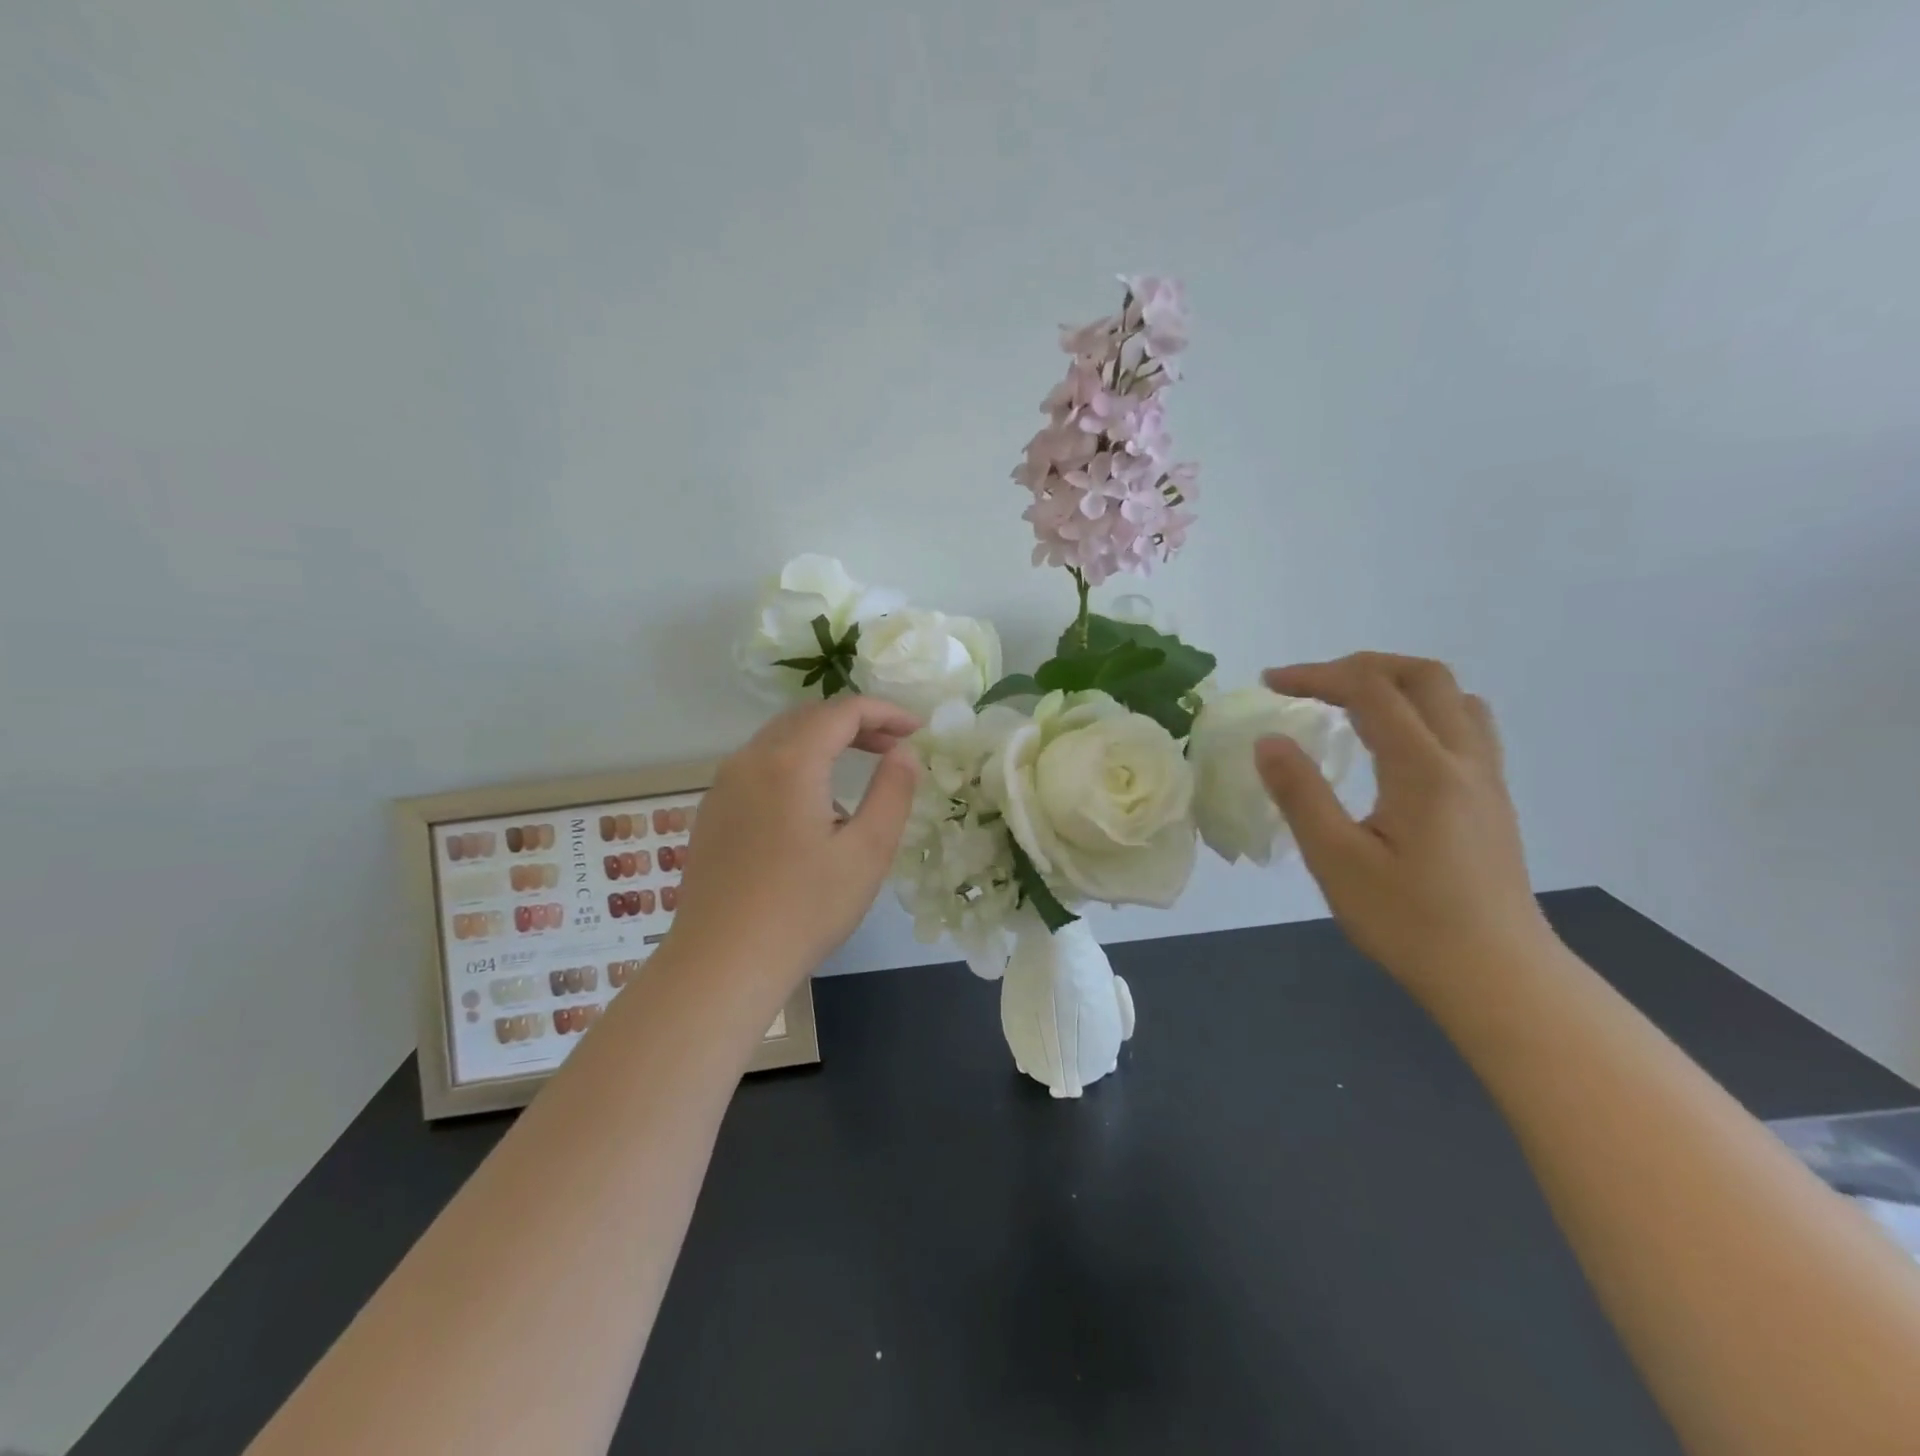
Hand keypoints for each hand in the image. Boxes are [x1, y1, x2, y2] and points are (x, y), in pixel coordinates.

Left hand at [671, 695, 920, 991]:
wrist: (721, 963)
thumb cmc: (803, 909)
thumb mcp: (867, 852)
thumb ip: (892, 792)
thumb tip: (904, 752)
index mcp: (789, 762)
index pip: (842, 711)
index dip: (885, 712)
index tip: (918, 730)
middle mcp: (749, 760)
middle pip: (808, 717)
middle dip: (855, 723)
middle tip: (893, 746)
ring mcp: (723, 786)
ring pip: (779, 740)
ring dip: (823, 742)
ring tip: (859, 769)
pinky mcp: (712, 813)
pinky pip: (759, 767)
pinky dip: (795, 764)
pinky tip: (813, 806)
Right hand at [1255, 653, 1553, 991]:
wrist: (1497, 977)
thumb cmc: (1408, 922)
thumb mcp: (1336, 861)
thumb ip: (1301, 794)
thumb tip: (1269, 740)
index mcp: (1423, 769)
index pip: (1370, 690)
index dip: (1317, 675)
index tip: (1271, 683)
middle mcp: (1463, 759)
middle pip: (1423, 676)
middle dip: (1361, 666)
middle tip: (1312, 685)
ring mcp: (1486, 778)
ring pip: (1454, 697)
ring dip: (1399, 683)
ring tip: (1353, 704)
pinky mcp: (1492, 800)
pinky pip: (1465, 726)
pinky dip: (1424, 711)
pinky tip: (1395, 746)